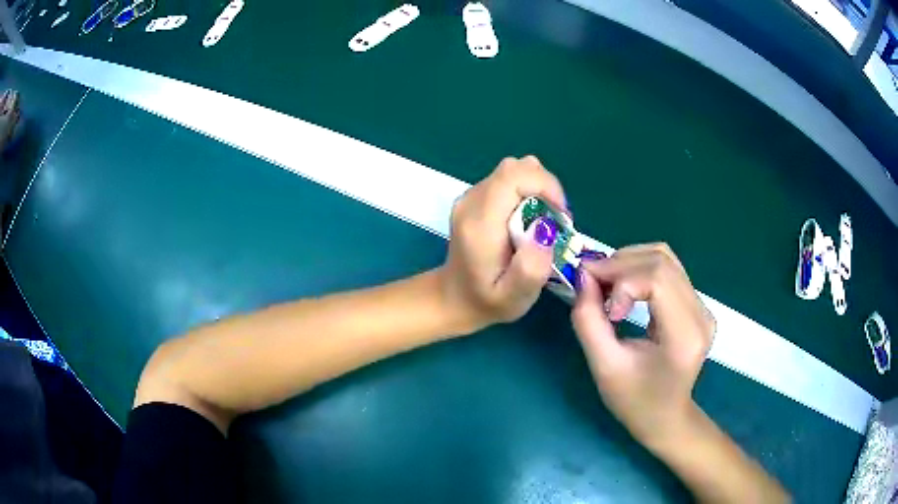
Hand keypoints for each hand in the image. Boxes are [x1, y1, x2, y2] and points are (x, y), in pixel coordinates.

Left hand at [441, 156, 566, 331]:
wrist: (453, 298)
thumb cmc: (486, 301)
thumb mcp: (513, 299)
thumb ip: (530, 269)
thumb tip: (545, 231)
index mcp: (480, 222)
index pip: (513, 176)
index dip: (545, 185)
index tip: (560, 214)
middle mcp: (471, 201)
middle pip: (515, 168)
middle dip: (545, 187)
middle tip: (555, 220)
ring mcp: (470, 196)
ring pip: (512, 172)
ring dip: (536, 190)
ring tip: (542, 223)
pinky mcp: (474, 198)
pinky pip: (506, 181)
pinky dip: (525, 193)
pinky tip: (527, 221)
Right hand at [572, 243, 715, 450]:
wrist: (667, 417)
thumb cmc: (635, 401)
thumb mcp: (604, 367)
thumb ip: (589, 321)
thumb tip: (582, 277)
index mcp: (684, 335)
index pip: (657, 280)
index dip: (622, 281)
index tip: (599, 303)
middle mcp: (701, 314)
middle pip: (661, 261)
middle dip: (620, 263)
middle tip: (590, 281)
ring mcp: (703, 306)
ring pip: (665, 257)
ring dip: (628, 261)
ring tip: (604, 282)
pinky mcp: (697, 304)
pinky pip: (668, 269)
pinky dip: (639, 268)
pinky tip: (622, 285)